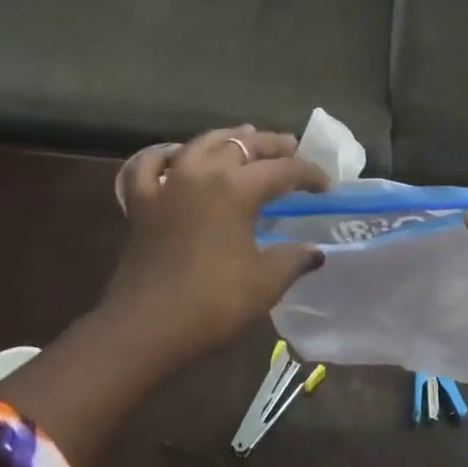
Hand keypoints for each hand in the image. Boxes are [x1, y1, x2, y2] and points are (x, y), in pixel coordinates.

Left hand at [98, 127, 329, 372]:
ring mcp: (166, 185)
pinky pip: (150, 165)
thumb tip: (314, 252)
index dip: (310, 174)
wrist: (143, 329)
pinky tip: (176, 156)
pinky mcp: (141, 203)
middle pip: (243, 146)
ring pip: (200, 144)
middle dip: (272, 146)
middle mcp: (201, 174)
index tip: (327, 186)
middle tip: (292, 147)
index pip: (283, 170)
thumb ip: (293, 260)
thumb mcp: (265, 283)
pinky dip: (166, 155)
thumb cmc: (211, 304)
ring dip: (227, 138)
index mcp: (236, 189)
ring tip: (244, 137)